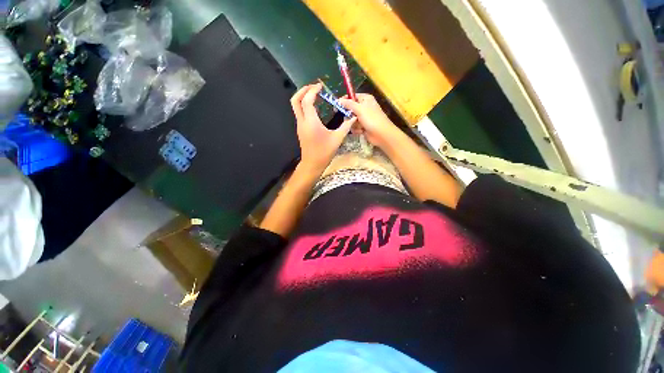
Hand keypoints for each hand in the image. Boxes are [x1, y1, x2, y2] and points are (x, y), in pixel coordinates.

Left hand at [291, 83, 355, 172]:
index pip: (307, 100)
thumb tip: (353, 117)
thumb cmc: (324, 152)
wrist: (312, 164)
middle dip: (303, 90)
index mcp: (311, 122)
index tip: (320, 86)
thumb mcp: (337, 139)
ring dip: (302, 97)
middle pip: (295, 100)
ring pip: (295, 106)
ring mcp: (300, 126)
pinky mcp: (301, 129)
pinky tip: (314, 107)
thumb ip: (345, 126)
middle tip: (313, 87)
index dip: (312, 91)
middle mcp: (302, 121)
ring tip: (314, 94)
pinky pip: (299, 113)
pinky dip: (304, 105)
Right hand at [339, 93, 400, 148]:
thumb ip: (348, 104)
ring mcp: (364, 118)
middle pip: (350, 110)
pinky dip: (357, 129)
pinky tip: (362, 131)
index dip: (344, 101)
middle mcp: (364, 107)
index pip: (352, 97)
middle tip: (352, 119)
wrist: (381, 134)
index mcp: (365, 99)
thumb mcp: (359, 109)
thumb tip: (338, 100)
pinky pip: (354, 127)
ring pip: (351, 120)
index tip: (336, 106)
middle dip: (350, 116)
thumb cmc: (372, 119)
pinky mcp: (363, 127)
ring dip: (354, 124)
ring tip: (360, 126)